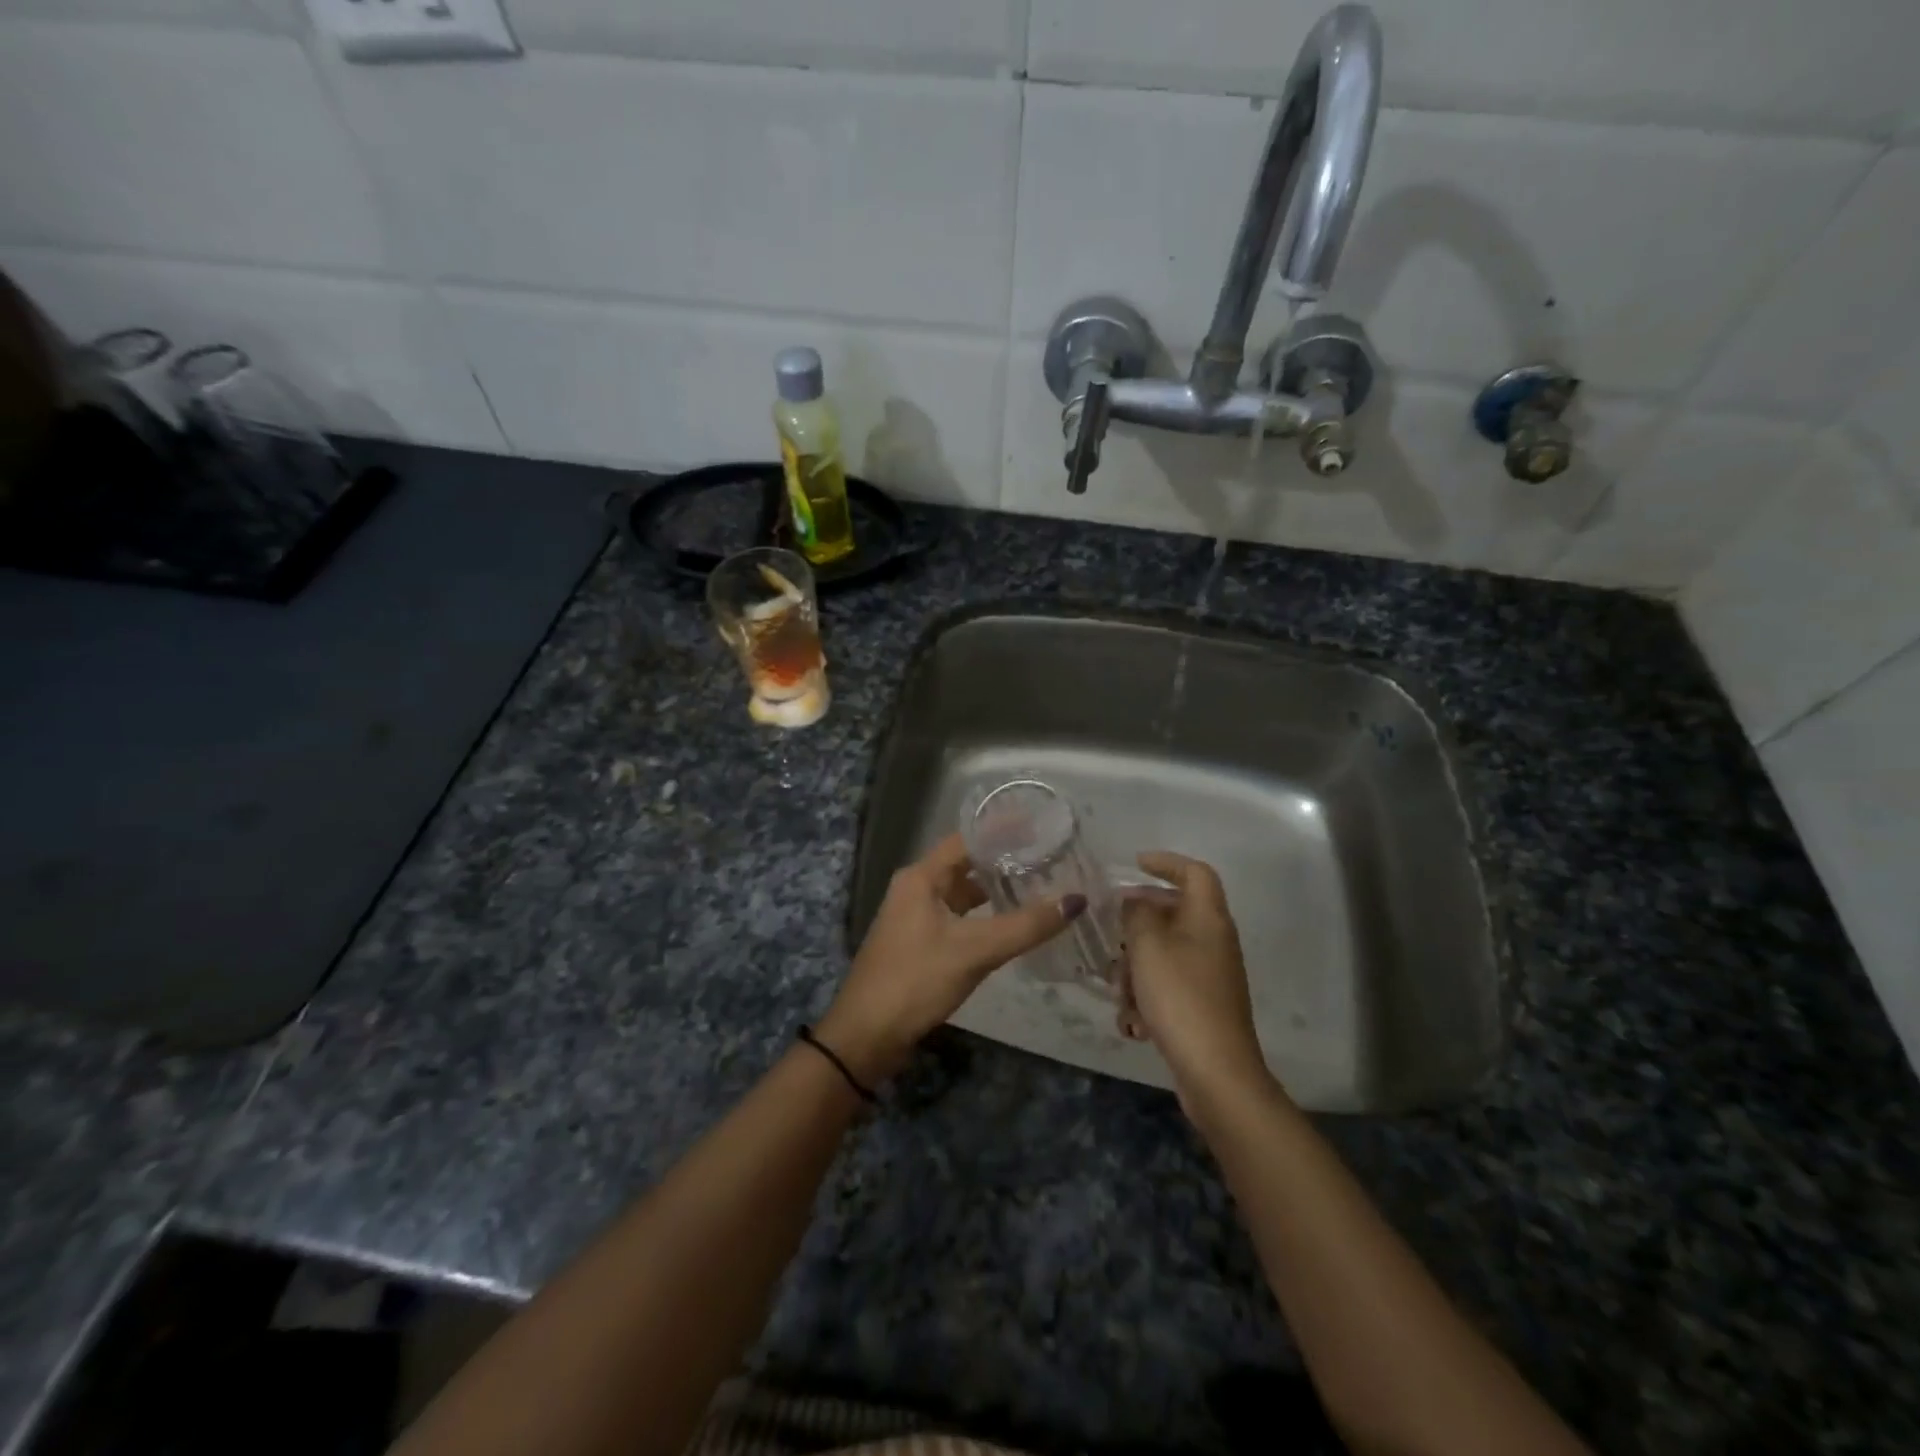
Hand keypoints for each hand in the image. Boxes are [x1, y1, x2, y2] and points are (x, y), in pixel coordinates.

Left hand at [817, 833, 1084, 1084]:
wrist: (867, 1035)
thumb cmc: (916, 980)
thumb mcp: (975, 950)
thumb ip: (1026, 925)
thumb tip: (1076, 900)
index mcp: (921, 877)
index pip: (967, 840)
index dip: (1002, 831)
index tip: (1040, 828)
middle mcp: (915, 889)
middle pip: (965, 864)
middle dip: (1003, 861)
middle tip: (1048, 858)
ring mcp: (915, 917)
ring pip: (961, 894)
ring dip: (994, 890)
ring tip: (1037, 886)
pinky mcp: (919, 944)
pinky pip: (958, 918)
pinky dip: (983, 916)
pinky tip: (1010, 924)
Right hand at [1119, 851, 1271, 1110]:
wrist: (1215, 1072)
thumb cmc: (1180, 997)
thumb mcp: (1147, 946)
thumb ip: (1136, 914)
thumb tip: (1134, 901)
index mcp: (1208, 918)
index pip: (1195, 872)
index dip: (1166, 863)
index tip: (1134, 864)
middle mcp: (1213, 941)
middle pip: (1173, 914)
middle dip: (1137, 926)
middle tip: (1111, 934)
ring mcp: (1210, 976)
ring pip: (1163, 954)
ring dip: (1136, 969)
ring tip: (1120, 992)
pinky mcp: (1202, 1006)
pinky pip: (1167, 986)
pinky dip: (1146, 998)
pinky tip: (1133, 1023)